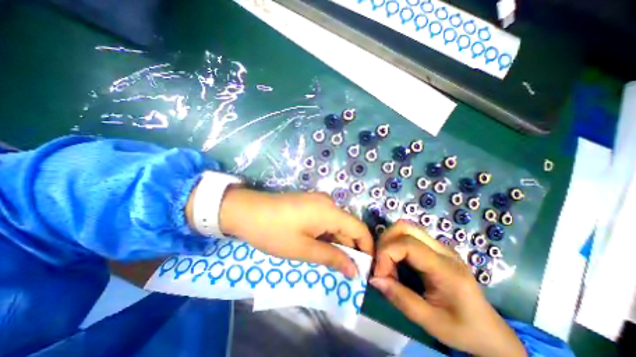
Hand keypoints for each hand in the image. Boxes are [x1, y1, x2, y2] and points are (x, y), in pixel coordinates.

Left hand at [220, 188, 373, 277]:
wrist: (247, 211)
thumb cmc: (274, 232)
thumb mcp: (304, 249)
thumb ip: (332, 258)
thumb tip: (355, 271)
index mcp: (330, 211)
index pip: (359, 229)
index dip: (366, 248)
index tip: (365, 268)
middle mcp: (328, 202)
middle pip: (348, 226)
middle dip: (350, 248)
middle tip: (346, 271)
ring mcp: (318, 200)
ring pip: (336, 223)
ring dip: (337, 242)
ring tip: (332, 262)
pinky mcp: (309, 202)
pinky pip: (325, 219)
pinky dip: (327, 234)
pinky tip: (319, 246)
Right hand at [371, 222, 524, 356]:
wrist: (490, 331)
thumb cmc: (463, 329)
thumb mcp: (431, 323)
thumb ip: (400, 299)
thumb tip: (374, 279)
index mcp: (446, 268)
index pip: (407, 244)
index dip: (386, 254)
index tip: (379, 274)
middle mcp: (443, 249)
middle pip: (404, 227)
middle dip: (385, 242)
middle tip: (380, 264)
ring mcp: (439, 246)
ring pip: (405, 227)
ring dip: (389, 242)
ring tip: (387, 264)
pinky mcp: (435, 247)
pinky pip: (408, 235)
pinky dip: (395, 244)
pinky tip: (396, 262)